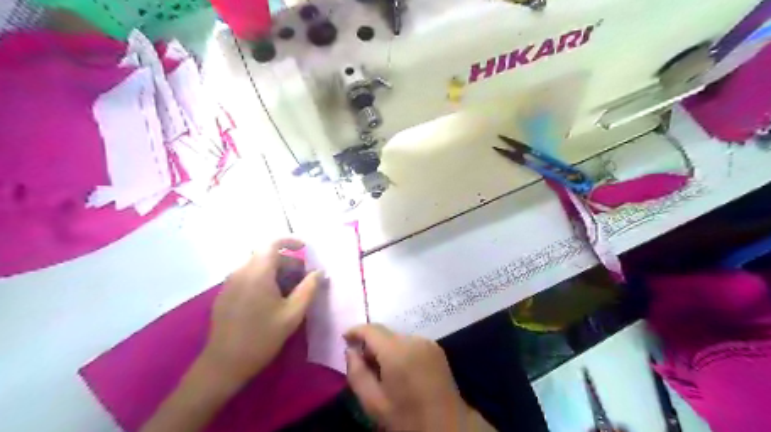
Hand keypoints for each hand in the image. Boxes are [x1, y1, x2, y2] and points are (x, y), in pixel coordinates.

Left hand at [200, 240, 321, 391]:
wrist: (224, 364)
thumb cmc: (262, 337)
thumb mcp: (293, 313)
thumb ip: (309, 288)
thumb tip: (319, 272)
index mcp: (257, 273)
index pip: (272, 243)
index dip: (290, 241)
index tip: (305, 249)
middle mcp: (240, 271)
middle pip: (266, 255)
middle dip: (287, 262)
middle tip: (303, 279)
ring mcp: (229, 283)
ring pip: (257, 266)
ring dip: (276, 271)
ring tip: (289, 291)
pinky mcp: (224, 294)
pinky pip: (247, 276)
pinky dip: (263, 279)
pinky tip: (271, 300)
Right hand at [343, 325, 476, 431]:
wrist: (448, 427)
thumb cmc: (407, 419)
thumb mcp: (373, 403)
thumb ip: (357, 373)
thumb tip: (351, 350)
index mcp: (397, 351)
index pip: (371, 330)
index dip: (355, 331)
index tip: (344, 338)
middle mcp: (413, 340)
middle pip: (384, 334)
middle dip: (371, 344)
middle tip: (362, 364)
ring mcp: (428, 342)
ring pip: (397, 338)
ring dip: (386, 348)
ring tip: (382, 371)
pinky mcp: (436, 348)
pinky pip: (411, 343)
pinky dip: (400, 351)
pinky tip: (400, 370)